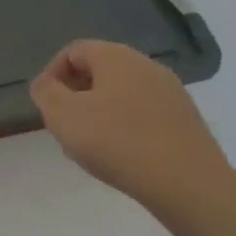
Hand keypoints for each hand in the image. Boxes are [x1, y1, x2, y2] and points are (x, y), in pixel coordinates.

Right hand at [29, 39, 229, 219]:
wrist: (189, 184)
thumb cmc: (118, 142)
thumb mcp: (64, 116)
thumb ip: (46, 93)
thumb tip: (45, 84)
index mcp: (115, 56)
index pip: (74, 51)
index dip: (53, 73)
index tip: (45, 104)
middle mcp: (145, 64)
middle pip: (100, 70)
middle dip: (76, 94)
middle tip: (65, 126)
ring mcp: (171, 91)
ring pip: (122, 93)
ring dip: (101, 112)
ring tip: (92, 146)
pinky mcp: (186, 119)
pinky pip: (145, 113)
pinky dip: (127, 126)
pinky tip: (123, 156)